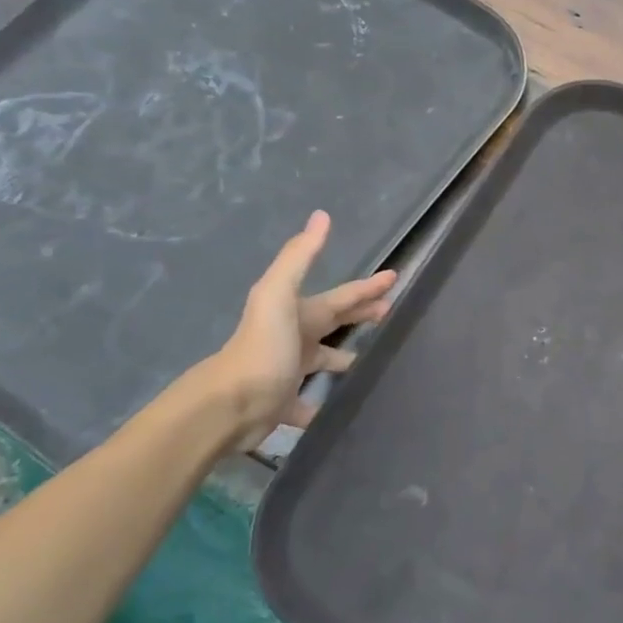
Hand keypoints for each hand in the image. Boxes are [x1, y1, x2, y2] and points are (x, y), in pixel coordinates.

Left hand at [205, 210, 396, 448]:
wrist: (229, 405)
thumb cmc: (262, 348)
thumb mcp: (278, 295)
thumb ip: (299, 257)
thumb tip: (321, 216)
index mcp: (297, 313)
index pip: (341, 296)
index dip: (366, 287)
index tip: (394, 277)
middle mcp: (293, 339)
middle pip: (333, 323)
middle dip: (360, 314)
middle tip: (390, 311)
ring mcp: (288, 373)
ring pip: (323, 361)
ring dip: (344, 357)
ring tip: (374, 360)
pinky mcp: (285, 406)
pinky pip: (311, 403)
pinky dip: (326, 402)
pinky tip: (344, 403)